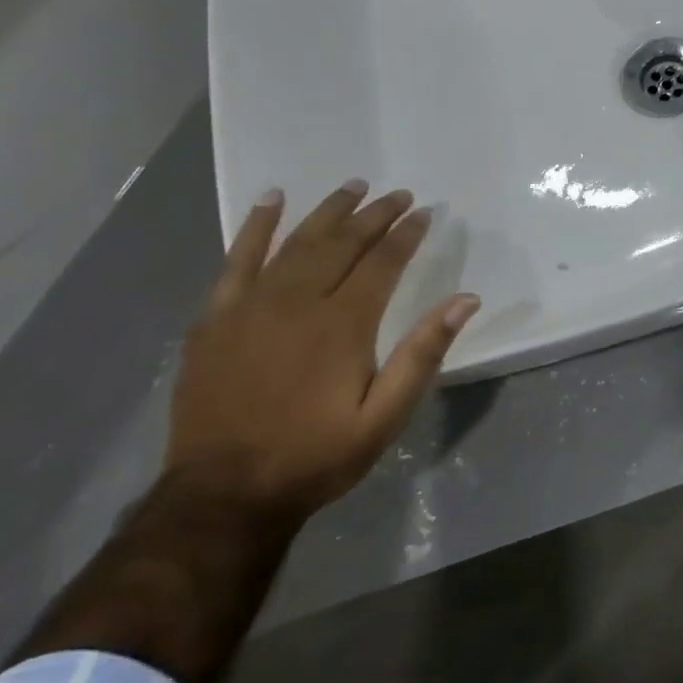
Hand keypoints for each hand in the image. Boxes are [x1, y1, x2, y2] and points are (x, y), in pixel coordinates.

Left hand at [166, 181, 479, 522]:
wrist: (223, 495)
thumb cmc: (315, 456)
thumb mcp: (385, 416)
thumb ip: (423, 354)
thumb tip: (466, 300)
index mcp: (343, 324)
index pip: (382, 262)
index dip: (406, 234)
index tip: (425, 212)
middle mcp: (298, 302)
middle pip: (342, 243)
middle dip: (375, 215)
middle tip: (399, 194)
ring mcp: (251, 307)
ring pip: (296, 242)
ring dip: (328, 211)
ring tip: (354, 186)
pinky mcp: (216, 319)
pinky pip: (236, 260)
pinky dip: (256, 227)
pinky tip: (272, 200)